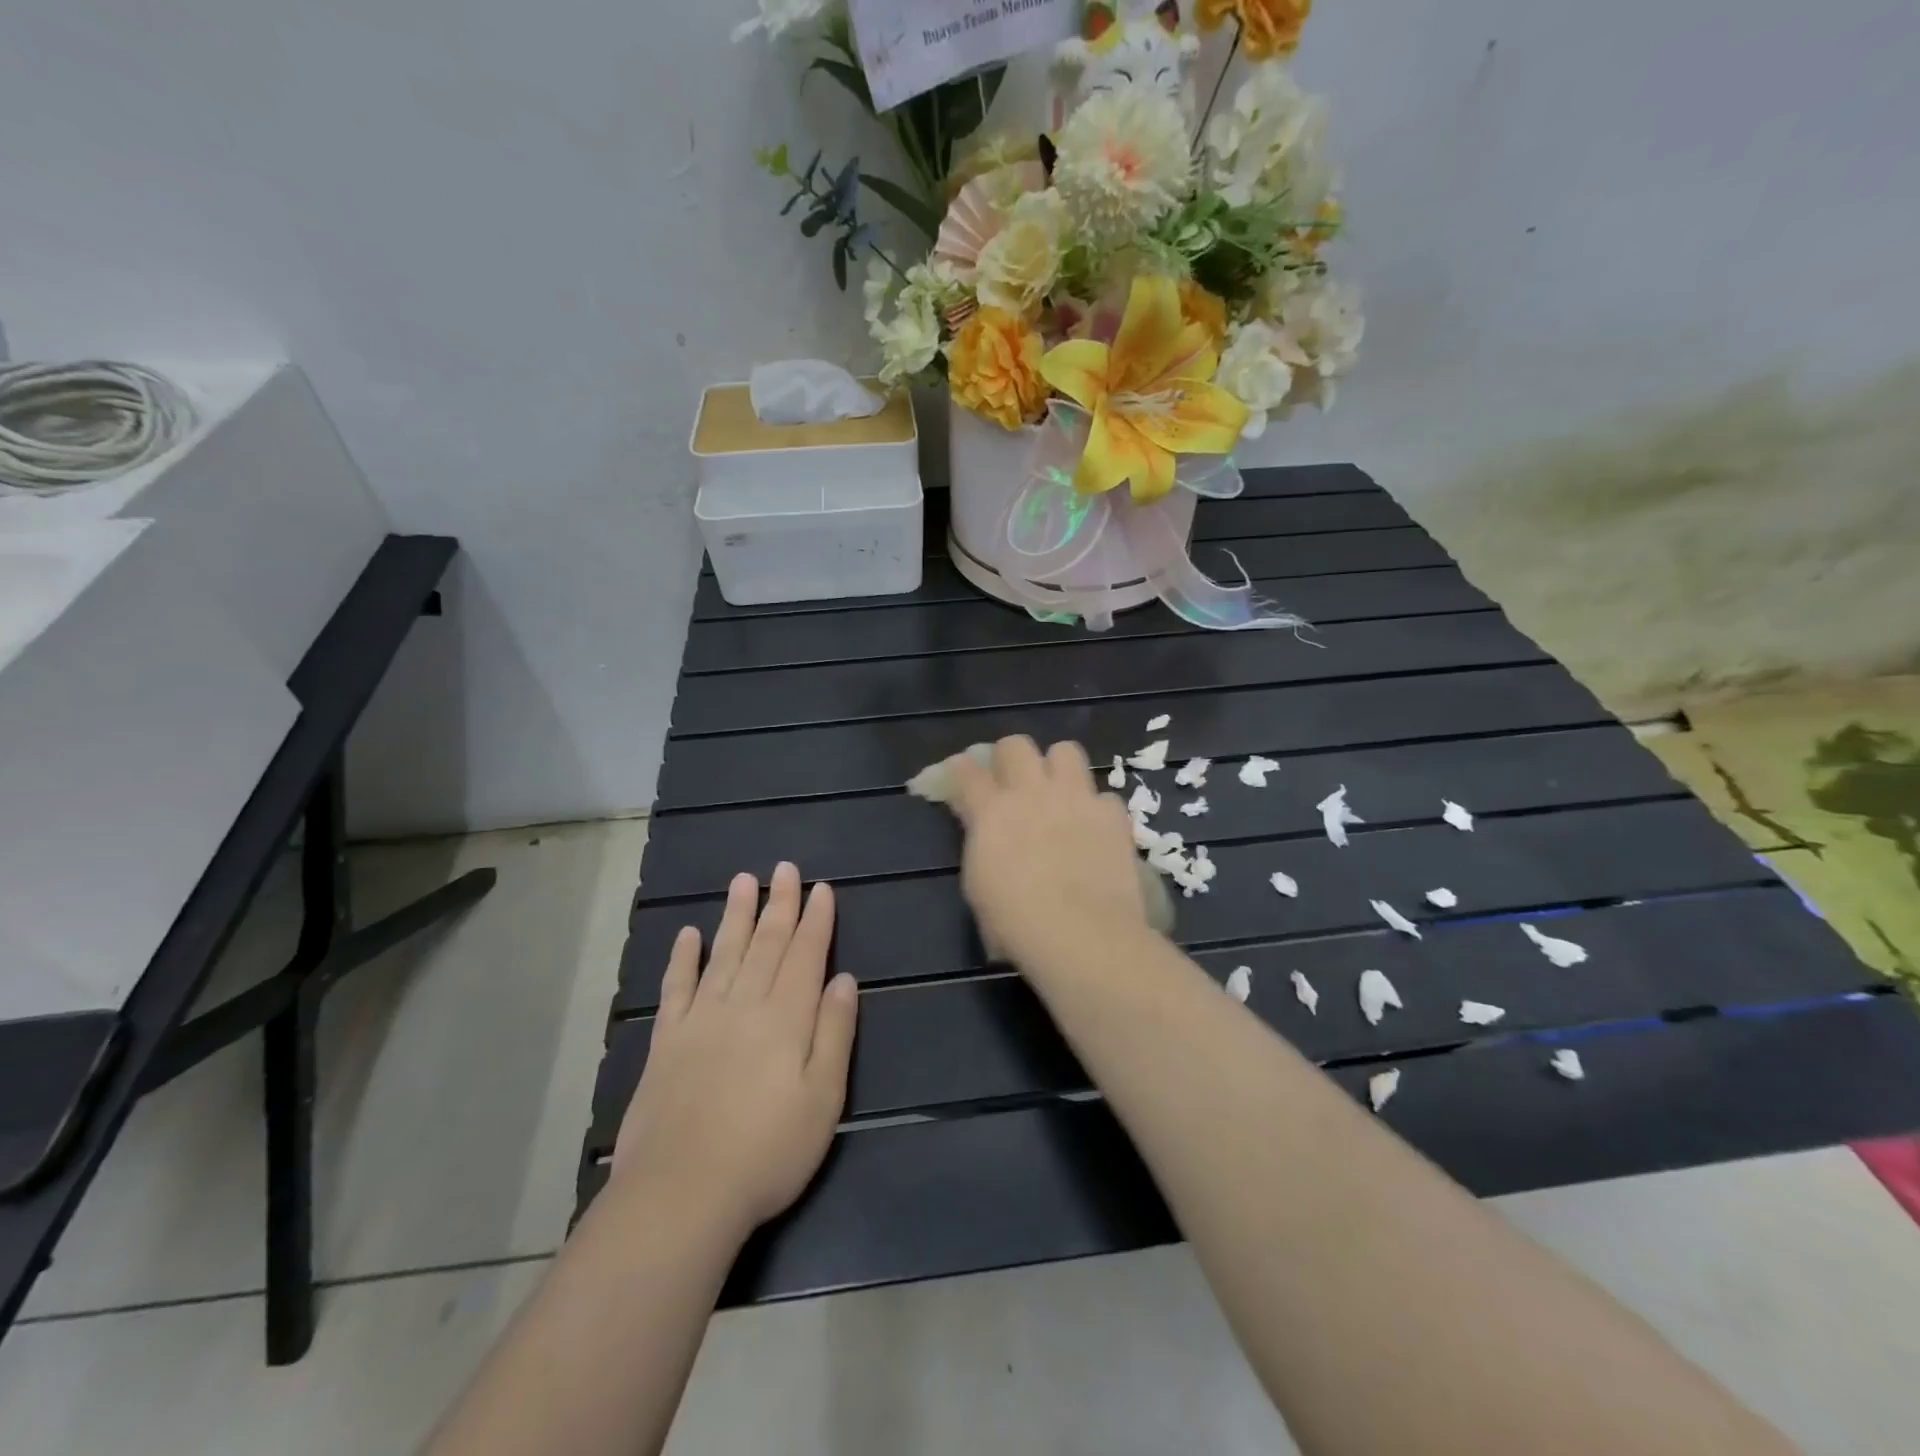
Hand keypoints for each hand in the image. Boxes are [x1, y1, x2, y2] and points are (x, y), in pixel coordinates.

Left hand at [613, 863, 857, 1236]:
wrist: (681, 1194)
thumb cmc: (767, 1151)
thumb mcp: (823, 1098)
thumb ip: (834, 1033)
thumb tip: (844, 979)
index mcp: (786, 1017)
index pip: (805, 955)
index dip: (815, 919)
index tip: (821, 887)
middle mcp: (744, 1005)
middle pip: (766, 944)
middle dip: (779, 904)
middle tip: (783, 869)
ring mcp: (701, 1020)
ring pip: (724, 954)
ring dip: (736, 916)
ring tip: (742, 881)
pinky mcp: (667, 1043)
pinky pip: (676, 989)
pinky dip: (683, 959)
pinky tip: (688, 935)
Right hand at [945, 736, 1149, 971]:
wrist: (1082, 935)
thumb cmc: (1017, 924)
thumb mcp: (978, 886)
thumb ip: (981, 846)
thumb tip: (986, 833)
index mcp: (991, 812)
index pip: (967, 771)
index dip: (960, 769)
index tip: (961, 775)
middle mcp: (1032, 792)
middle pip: (1015, 745)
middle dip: (1010, 757)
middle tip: (1013, 782)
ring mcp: (1076, 798)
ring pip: (1065, 750)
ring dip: (1057, 767)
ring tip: (1059, 792)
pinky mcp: (1112, 814)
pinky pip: (1104, 796)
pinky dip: (1097, 809)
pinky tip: (1095, 830)